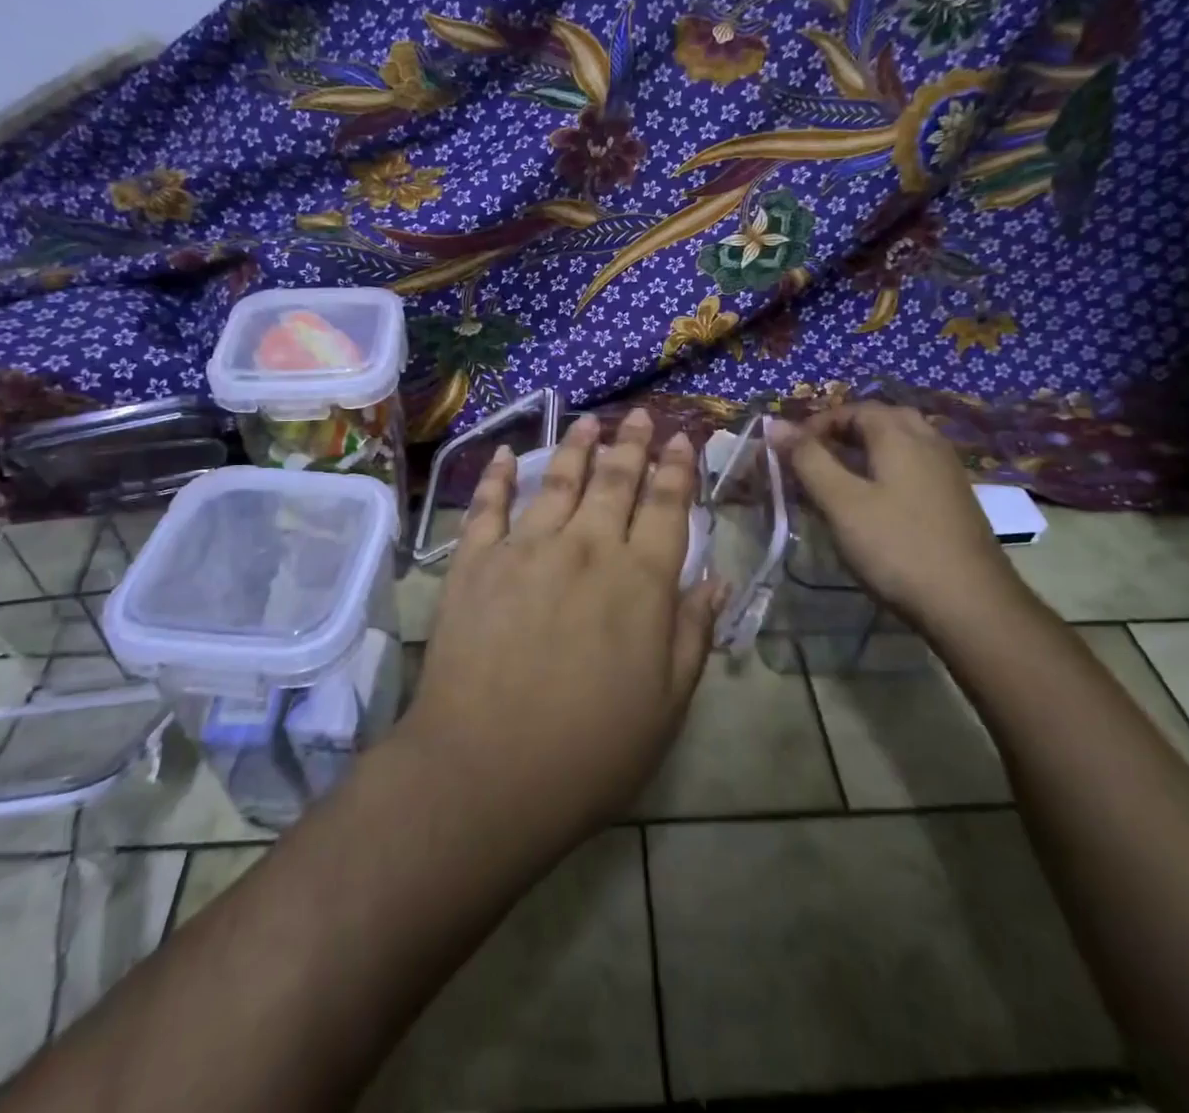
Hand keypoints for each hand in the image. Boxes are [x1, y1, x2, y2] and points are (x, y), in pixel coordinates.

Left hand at [400, 409, 722, 859]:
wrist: (486, 772)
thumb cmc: (590, 749)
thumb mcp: (667, 703)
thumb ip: (692, 633)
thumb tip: (714, 579)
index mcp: (639, 580)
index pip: (666, 506)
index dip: (677, 469)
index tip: (682, 438)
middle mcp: (586, 548)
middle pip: (615, 481)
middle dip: (631, 445)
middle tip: (640, 416)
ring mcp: (525, 549)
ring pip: (557, 481)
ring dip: (577, 448)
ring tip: (589, 423)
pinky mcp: (474, 563)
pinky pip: (487, 507)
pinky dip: (496, 477)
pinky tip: (505, 456)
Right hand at [769, 402, 1030, 635]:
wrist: (972, 605)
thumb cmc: (897, 547)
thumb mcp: (841, 503)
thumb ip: (807, 460)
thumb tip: (776, 424)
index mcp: (899, 435)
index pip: (853, 409)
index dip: (816, 425)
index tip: (789, 452)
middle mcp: (928, 442)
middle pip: (881, 420)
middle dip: (843, 433)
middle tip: (814, 459)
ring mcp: (947, 471)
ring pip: (900, 444)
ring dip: (865, 452)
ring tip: (837, 481)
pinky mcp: (955, 500)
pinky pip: (914, 468)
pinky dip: (886, 472)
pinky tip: (873, 505)